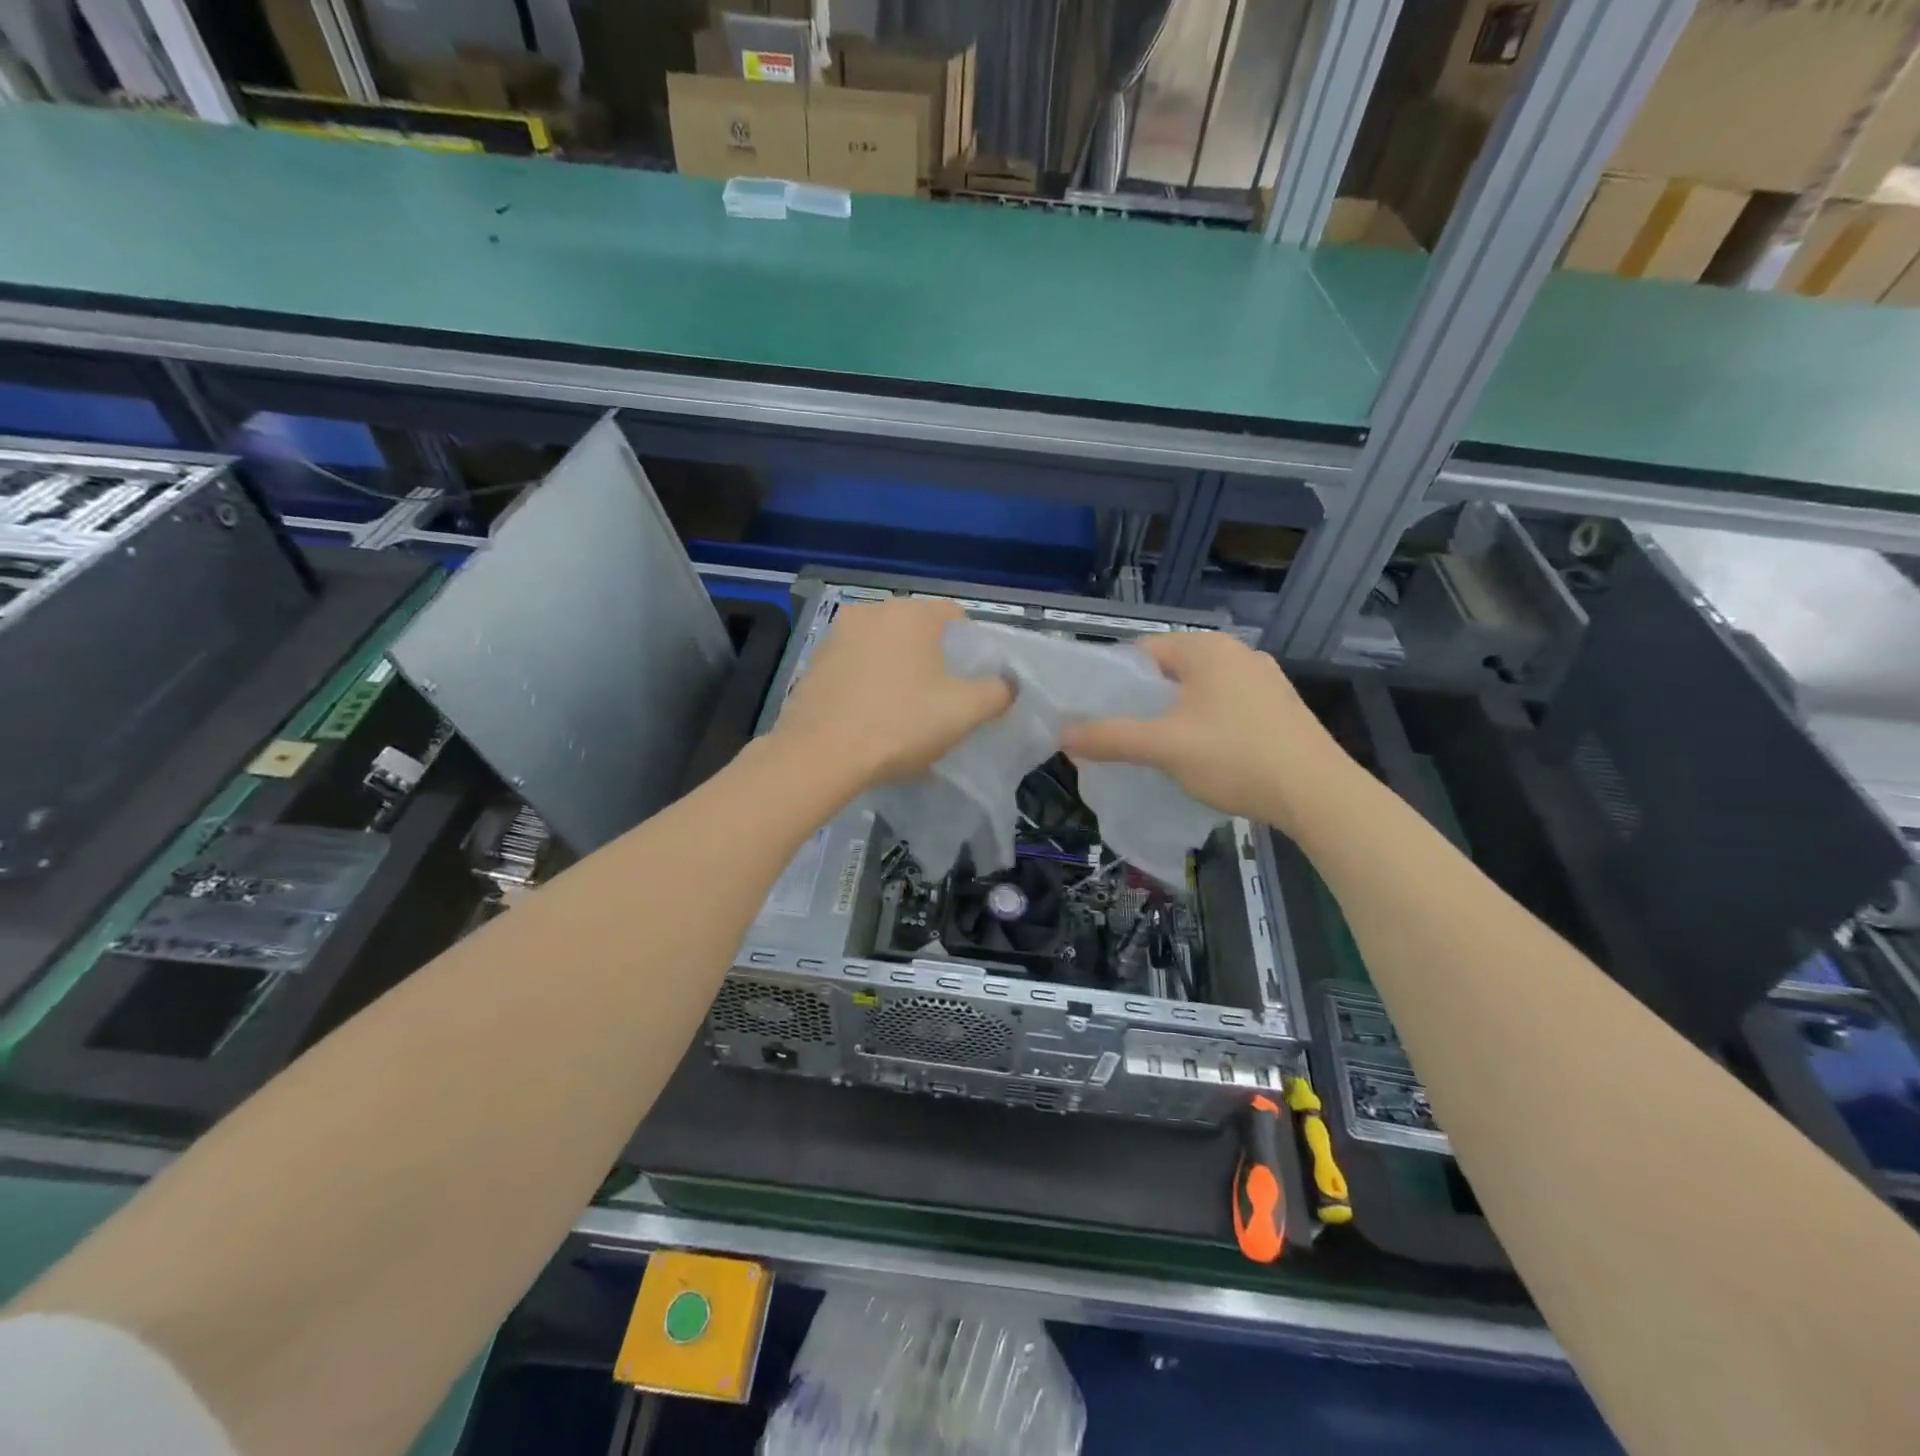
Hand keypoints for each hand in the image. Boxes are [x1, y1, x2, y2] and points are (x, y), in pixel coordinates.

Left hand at [773, 598, 1012, 790]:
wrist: (820, 754)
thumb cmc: (899, 724)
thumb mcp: (962, 712)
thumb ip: (995, 692)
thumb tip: (1007, 683)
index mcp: (910, 614)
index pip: (955, 616)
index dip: (972, 646)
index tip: (973, 680)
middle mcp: (871, 612)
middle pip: (917, 632)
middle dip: (933, 660)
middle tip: (943, 699)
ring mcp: (837, 636)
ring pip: (884, 649)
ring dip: (899, 672)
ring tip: (905, 712)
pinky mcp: (814, 663)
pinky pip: (856, 667)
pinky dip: (869, 684)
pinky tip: (872, 717)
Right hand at [1060, 631, 1354, 833]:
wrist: (1317, 794)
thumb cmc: (1234, 758)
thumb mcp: (1163, 747)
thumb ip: (1110, 737)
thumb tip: (1062, 733)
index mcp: (1207, 649)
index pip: (1141, 651)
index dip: (1113, 681)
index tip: (1097, 714)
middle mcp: (1237, 653)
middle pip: (1170, 671)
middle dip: (1142, 702)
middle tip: (1121, 736)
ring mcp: (1264, 679)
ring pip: (1198, 691)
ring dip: (1173, 715)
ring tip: (1157, 750)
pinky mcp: (1279, 707)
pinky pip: (1225, 706)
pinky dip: (1204, 724)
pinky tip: (1202, 755)